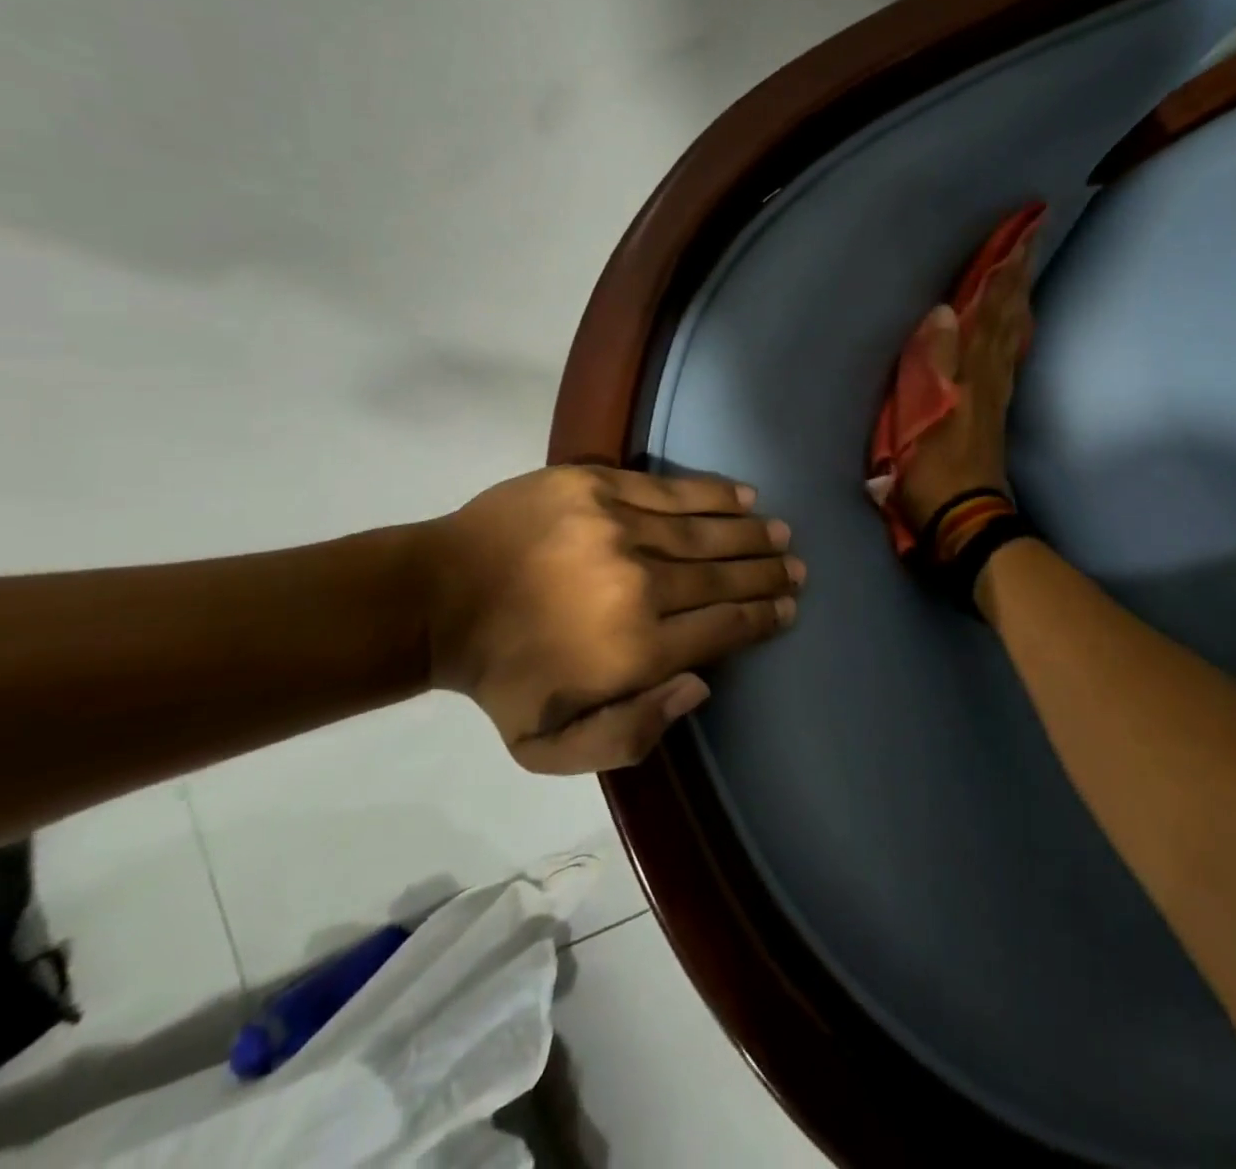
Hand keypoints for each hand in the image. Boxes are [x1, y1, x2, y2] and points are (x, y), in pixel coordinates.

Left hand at [425, 466, 802, 772]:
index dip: (762, 618)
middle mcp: (639, 584)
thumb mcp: (551, 749)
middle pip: (724, 578)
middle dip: (768, 574)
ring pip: (707, 532)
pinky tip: (745, 495)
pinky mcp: (599, 486)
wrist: (439, 597)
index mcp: (635, 650)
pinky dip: (715, 494)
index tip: (788, 608)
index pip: (722, 628)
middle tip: (796, 569)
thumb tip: (702, 685)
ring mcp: (620, 528)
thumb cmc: (501, 677)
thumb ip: (633, 735)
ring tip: (781, 534)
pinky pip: (673, 490)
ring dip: (752, 533)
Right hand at [898, 237, 1035, 528]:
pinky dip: (1015, 333)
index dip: (1003, 273)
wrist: (965, 519)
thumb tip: (945, 309)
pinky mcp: (994, 412)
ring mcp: (995, 394)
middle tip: (1033, 236)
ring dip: (1017, 299)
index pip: (988, 312)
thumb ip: (934, 362)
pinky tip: (1017, 326)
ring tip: (1024, 269)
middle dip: (1017, 276)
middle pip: (1006, 317)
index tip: (1022, 233)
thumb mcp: (925, 416)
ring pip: (1010, 335)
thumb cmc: (934, 470)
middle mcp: (990, 376)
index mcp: (971, 372)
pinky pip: (1009, 359)